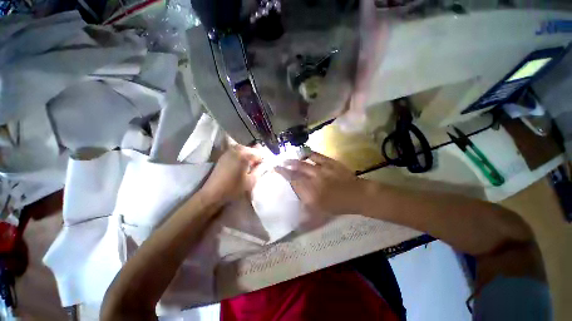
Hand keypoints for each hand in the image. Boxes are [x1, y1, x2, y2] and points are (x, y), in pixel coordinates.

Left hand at [200, 145, 261, 204]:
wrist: (212, 193)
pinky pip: (237, 152)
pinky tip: (241, 166)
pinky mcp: (224, 156)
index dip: (263, 160)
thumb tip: (267, 164)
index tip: (264, 168)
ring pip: (244, 150)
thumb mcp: (251, 181)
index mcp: (244, 155)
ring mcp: (228, 151)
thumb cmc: (233, 188)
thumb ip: (261, 170)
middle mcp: (236, 149)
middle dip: (256, 157)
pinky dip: (242, 156)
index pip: (260, 153)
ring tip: (249, 167)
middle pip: (252, 149)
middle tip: (257, 168)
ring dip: (249, 156)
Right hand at [275, 152, 366, 215]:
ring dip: (294, 160)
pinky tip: (304, 153)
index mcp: (311, 192)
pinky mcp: (330, 162)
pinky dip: (308, 154)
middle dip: (286, 166)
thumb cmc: (338, 206)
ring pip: (304, 162)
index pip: (292, 180)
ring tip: (288, 159)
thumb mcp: (321, 213)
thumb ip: (305, 213)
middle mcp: (314, 179)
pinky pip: (316, 156)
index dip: (283, 173)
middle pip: (296, 170)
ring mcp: (322, 169)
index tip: (276, 168)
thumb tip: (294, 217)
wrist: (357, 195)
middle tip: (280, 163)